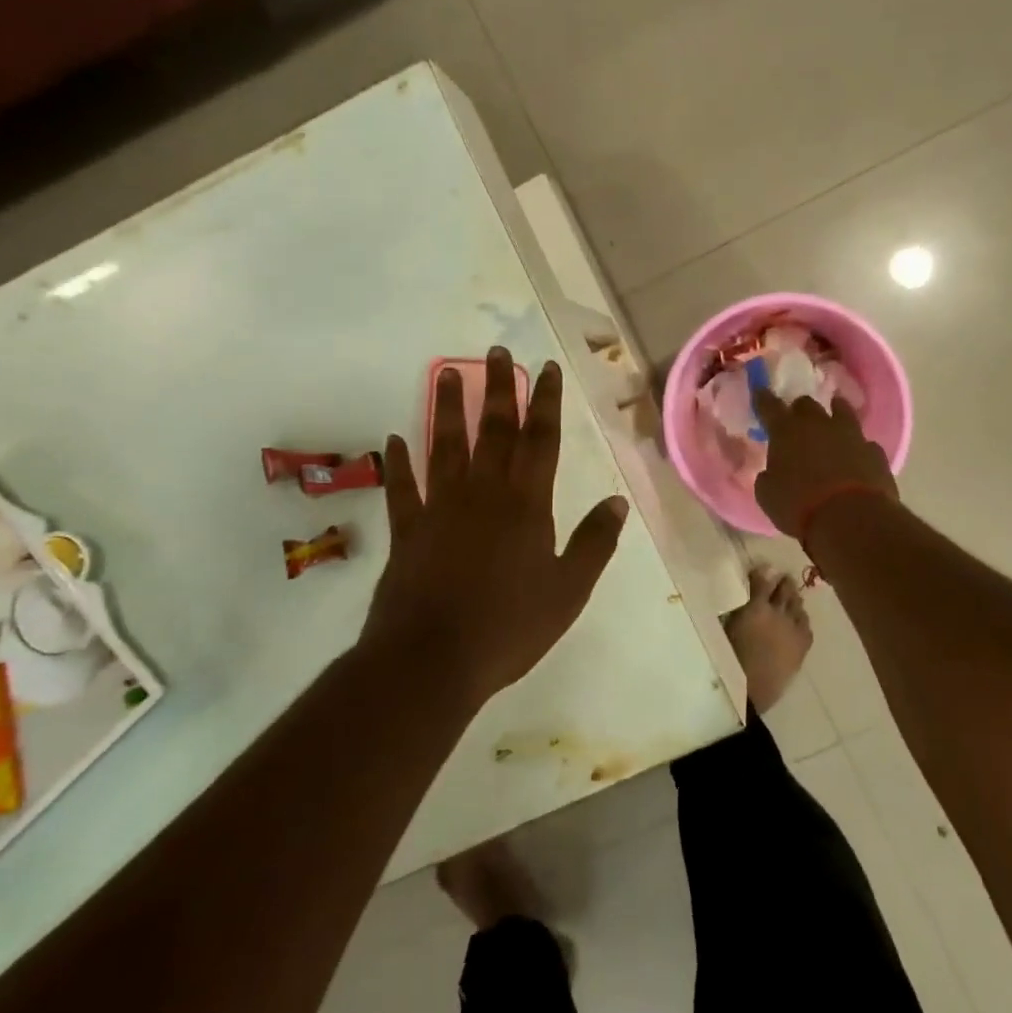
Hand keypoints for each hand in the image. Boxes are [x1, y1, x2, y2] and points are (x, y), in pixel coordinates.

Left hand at [364, 347, 629, 705]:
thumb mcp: (568, 590)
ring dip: (447, 409)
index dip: (545, 402)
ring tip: (447, 373)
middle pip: (493, 431)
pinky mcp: (407, 531)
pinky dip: (397, 463)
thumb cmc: (509, 627)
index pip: (540, 440)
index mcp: (526, 505)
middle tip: (497, 352)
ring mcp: (440, 508)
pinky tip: (393, 439)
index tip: (545, 368)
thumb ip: (594, 543)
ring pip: (445, 447)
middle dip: (498, 388)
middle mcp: (483, 494)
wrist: (431, 661)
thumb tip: (617, 501)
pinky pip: (402, 489)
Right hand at [752, 390, 897, 538]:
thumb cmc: (799, 506)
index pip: (769, 406)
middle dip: (800, 410)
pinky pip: (864, 443)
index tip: (760, 391)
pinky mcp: (875, 452)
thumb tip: (771, 473)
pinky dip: (857, 447)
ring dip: (835, 412)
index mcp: (786, 431)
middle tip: (796, 421)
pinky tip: (857, 457)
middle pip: (807, 404)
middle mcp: (818, 424)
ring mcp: (851, 435)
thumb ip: (768, 478)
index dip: (763, 398)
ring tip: (834, 416)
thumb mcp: (768, 496)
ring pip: (842, 411)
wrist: (852, 519)